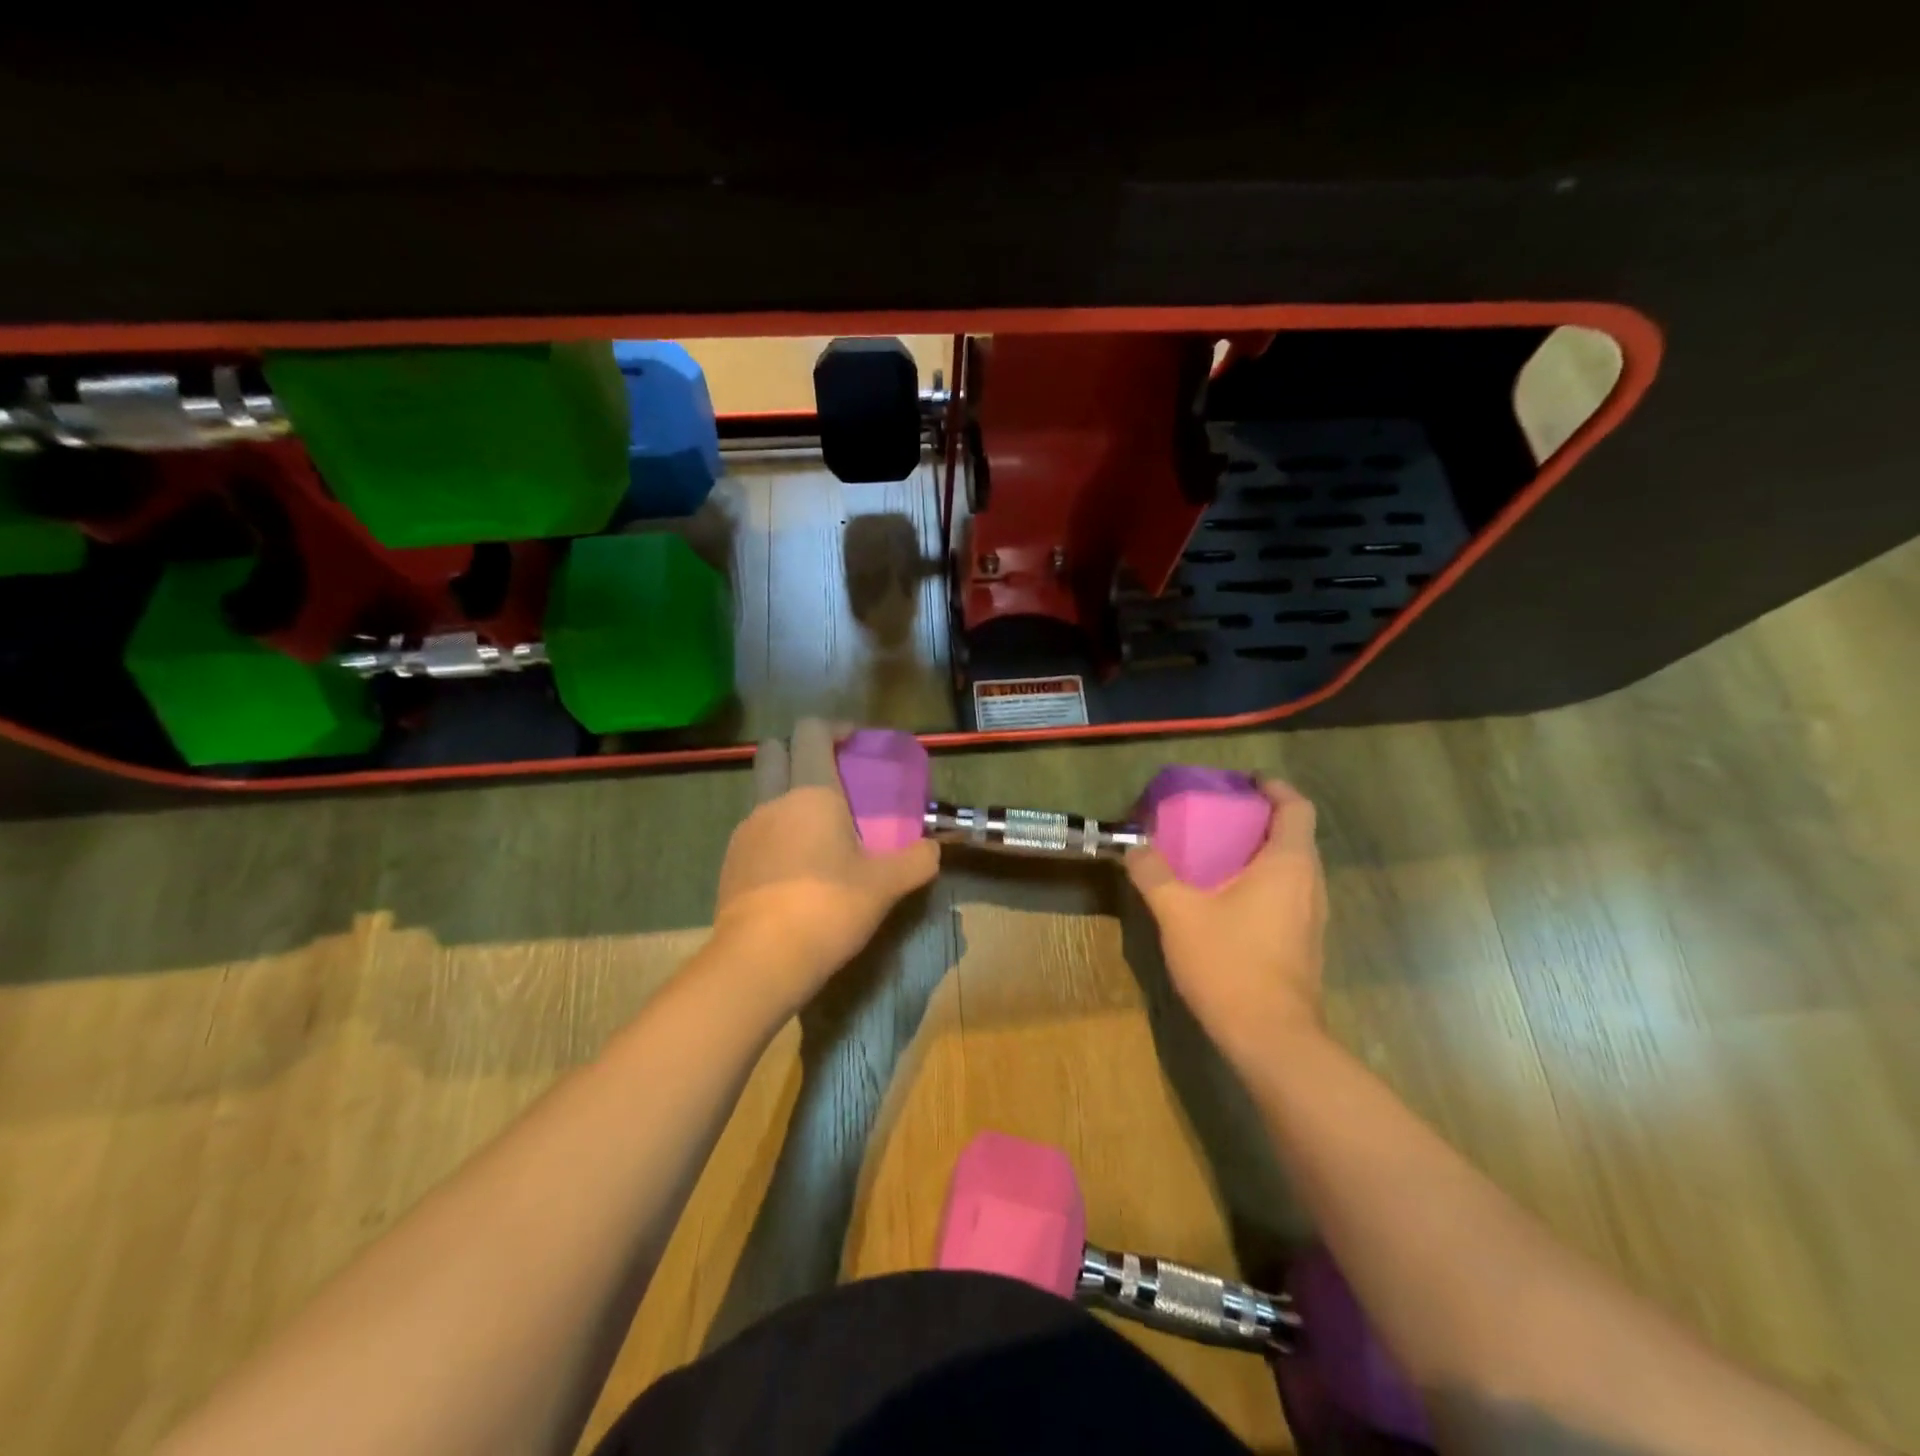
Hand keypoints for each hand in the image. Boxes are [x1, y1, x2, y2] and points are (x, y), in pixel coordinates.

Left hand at [712, 719, 939, 1010]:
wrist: (760, 960)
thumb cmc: (828, 907)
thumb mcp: (886, 885)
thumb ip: (916, 860)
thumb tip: (934, 849)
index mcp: (810, 791)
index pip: (811, 731)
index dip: (834, 728)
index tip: (854, 743)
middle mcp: (772, 801)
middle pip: (773, 751)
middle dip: (798, 752)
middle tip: (830, 779)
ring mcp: (745, 831)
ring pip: (763, 793)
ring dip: (787, 795)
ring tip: (819, 832)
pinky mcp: (730, 862)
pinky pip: (755, 830)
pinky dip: (775, 832)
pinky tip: (797, 868)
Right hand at [1126, 779, 1325, 1063]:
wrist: (1271, 1038)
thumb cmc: (1229, 963)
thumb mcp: (1178, 912)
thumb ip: (1153, 873)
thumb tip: (1133, 845)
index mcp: (1288, 864)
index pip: (1296, 807)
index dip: (1273, 787)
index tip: (1243, 782)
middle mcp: (1310, 883)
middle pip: (1294, 834)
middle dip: (1258, 818)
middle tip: (1216, 815)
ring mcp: (1312, 916)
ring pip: (1292, 866)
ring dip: (1259, 851)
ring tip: (1215, 852)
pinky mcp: (1304, 942)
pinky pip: (1287, 893)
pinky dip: (1262, 881)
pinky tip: (1225, 897)